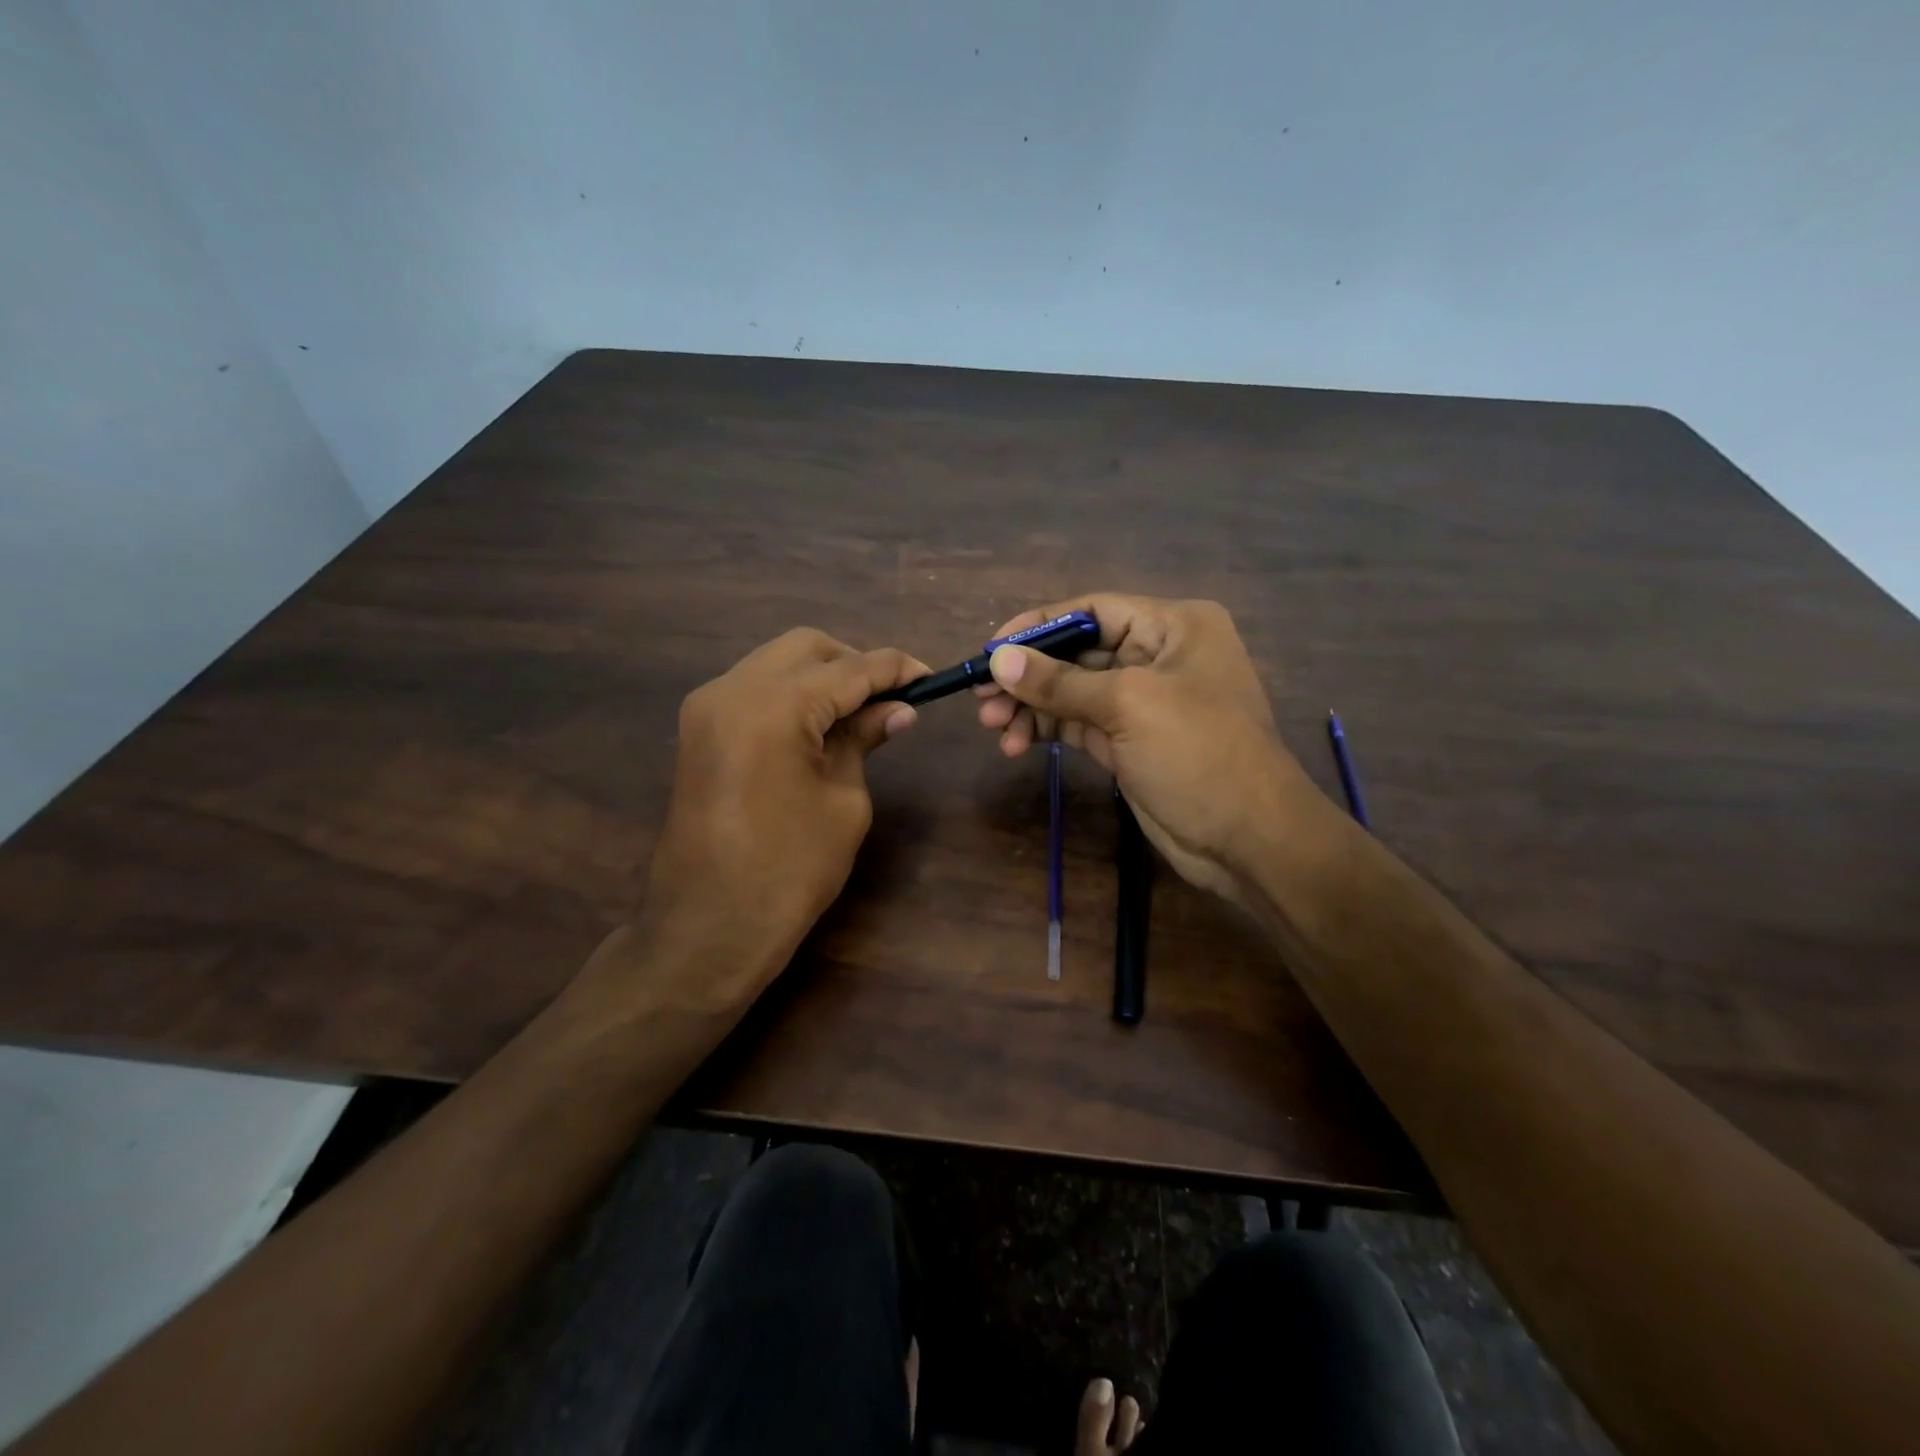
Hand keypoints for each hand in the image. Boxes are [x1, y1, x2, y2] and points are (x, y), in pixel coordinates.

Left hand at [628, 629, 927, 1008]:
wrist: (709, 926)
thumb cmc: (790, 870)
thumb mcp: (844, 801)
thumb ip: (864, 740)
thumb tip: (898, 709)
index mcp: (773, 706)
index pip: (850, 668)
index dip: (895, 668)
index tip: (929, 677)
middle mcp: (732, 689)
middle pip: (806, 647)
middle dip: (854, 663)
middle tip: (890, 699)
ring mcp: (707, 707)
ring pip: (776, 662)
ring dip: (821, 676)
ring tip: (858, 714)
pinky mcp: (699, 729)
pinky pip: (754, 688)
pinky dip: (791, 694)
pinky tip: (818, 726)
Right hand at [975, 594, 1325, 903]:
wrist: (1248, 839)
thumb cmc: (1198, 753)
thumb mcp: (1127, 705)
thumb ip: (1058, 681)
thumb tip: (997, 659)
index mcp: (1172, 626)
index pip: (1092, 610)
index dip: (1039, 625)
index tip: (992, 648)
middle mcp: (1158, 656)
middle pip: (1077, 653)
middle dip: (1029, 675)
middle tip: (981, 697)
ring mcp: (1143, 702)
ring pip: (1072, 692)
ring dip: (1031, 707)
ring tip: (992, 727)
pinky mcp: (1129, 741)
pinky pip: (1078, 724)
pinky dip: (1046, 730)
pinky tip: (1015, 744)